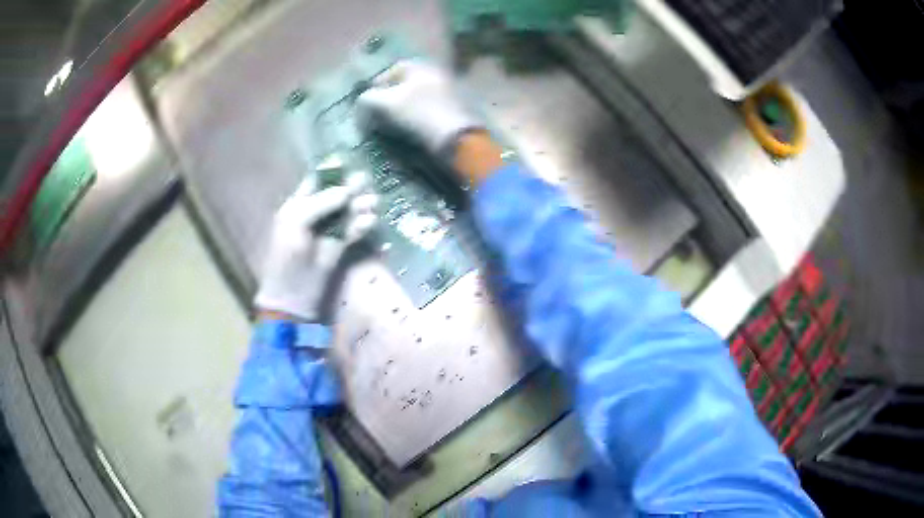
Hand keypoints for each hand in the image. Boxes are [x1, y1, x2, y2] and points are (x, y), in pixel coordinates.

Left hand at [255, 174, 377, 320]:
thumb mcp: (296, 223)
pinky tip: (368, 222)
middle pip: (337, 194)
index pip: (316, 181)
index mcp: (298, 205)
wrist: (293, 294)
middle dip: (352, 187)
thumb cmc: (287, 255)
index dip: (331, 172)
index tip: (347, 164)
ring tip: (372, 204)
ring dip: (360, 206)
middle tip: (366, 182)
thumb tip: (346, 190)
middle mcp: (315, 213)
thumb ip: (320, 203)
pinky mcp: (340, 246)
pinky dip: (362, 225)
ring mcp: (328, 230)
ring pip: (348, 211)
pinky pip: (354, 230)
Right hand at [356, 60, 483, 154]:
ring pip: (421, 96)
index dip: (378, 83)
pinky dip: (420, 116)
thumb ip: (367, 99)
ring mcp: (452, 91)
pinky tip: (414, 130)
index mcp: (422, 66)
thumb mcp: (384, 104)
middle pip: (409, 82)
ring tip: (394, 124)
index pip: (395, 69)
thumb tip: (362, 101)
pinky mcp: (459, 110)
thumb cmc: (418, 114)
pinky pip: (432, 109)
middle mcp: (438, 73)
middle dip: (392, 96)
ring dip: (406, 107)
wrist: (458, 138)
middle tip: (380, 112)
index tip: (368, 100)